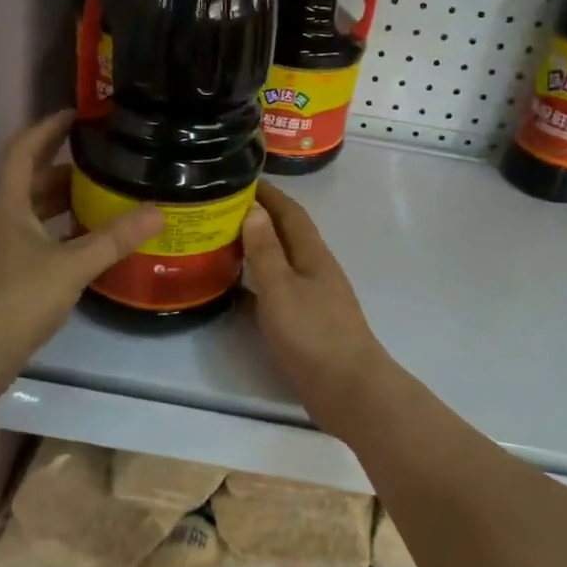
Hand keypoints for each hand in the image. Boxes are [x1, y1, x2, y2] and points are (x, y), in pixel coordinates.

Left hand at [0, 110, 161, 374]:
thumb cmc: (16, 298)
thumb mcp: (71, 265)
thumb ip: (113, 238)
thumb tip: (157, 212)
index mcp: (4, 202)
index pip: (23, 149)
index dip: (48, 128)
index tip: (76, 114)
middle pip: (25, 179)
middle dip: (60, 167)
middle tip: (99, 160)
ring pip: (25, 210)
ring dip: (56, 201)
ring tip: (97, 197)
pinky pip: (26, 236)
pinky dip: (51, 230)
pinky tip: (79, 243)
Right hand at [241, 183, 391, 420]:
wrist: (348, 389)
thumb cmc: (313, 334)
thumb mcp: (282, 288)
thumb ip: (266, 251)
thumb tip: (254, 210)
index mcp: (312, 255)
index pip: (290, 213)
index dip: (269, 194)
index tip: (240, 177)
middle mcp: (314, 270)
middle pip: (285, 236)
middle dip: (258, 219)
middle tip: (219, 210)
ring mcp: (311, 298)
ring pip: (279, 264)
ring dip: (255, 251)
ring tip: (219, 243)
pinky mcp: (304, 324)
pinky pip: (275, 292)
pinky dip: (255, 285)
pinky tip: (233, 290)